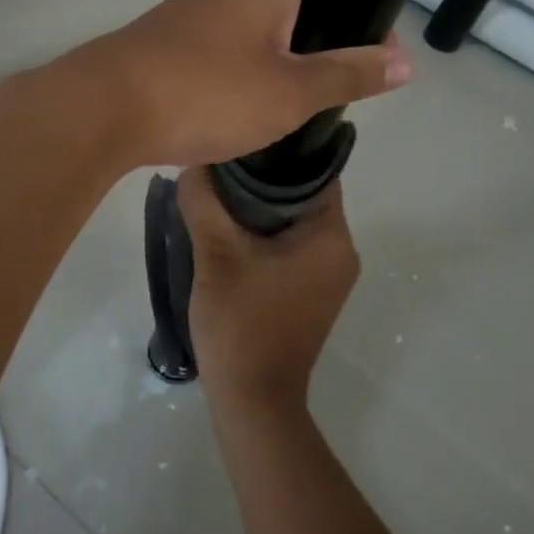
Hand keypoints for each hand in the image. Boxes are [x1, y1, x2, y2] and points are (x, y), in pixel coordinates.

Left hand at [84, 0, 410, 166]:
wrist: (104, 109)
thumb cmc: (208, 90)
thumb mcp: (291, 92)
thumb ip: (349, 74)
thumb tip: (404, 60)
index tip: (377, 21)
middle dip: (327, 21)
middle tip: (352, 68)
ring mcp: (196, 11)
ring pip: (260, 18)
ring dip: (287, 47)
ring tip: (311, 89)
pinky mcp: (173, 41)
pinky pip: (229, 43)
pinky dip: (252, 63)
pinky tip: (258, 100)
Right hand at [180, 168, 357, 417]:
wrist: (253, 399)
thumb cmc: (241, 323)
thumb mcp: (216, 255)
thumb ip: (203, 201)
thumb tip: (192, 162)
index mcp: (331, 237)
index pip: (315, 170)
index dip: (280, 150)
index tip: (243, 135)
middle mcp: (340, 252)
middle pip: (304, 194)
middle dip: (263, 177)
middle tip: (222, 159)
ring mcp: (328, 276)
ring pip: (294, 221)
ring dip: (260, 206)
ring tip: (218, 188)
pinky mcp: (311, 293)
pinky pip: (290, 245)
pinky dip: (263, 231)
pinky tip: (227, 226)